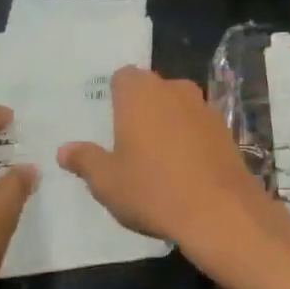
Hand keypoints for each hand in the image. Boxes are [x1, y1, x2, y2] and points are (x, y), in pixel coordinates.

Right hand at [58, 67, 285, 266]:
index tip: (110, 122)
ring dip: (167, 122)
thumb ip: (86, 160)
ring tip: (157, 158)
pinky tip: (185, 169)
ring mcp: (203, 106)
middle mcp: (173, 89)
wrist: (220, 210)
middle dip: (141, 109)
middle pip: (151, 89)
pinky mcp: (225, 128)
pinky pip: (198, 124)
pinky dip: (190, 138)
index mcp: (140, 93)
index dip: (115, 96)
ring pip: (177, 105)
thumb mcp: (107, 182)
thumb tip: (64, 150)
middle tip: (128, 142)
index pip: (123, 77)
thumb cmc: (153, 190)